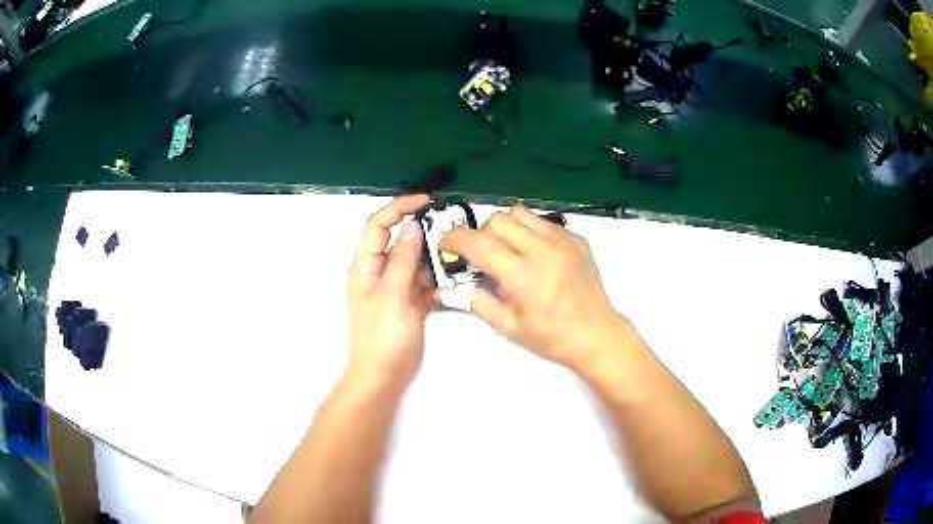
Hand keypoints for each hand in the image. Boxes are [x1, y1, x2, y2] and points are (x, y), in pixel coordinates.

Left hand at [346, 195, 434, 388]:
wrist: (383, 376)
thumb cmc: (382, 337)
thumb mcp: (392, 295)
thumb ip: (403, 260)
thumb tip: (412, 226)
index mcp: (365, 266)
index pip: (378, 225)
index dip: (399, 207)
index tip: (426, 201)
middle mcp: (378, 272)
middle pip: (400, 241)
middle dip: (423, 234)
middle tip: (450, 233)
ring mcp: (395, 287)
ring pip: (415, 261)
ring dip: (433, 259)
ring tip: (456, 258)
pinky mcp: (409, 302)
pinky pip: (424, 282)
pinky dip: (437, 281)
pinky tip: (453, 283)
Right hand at [441, 206, 632, 369]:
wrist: (596, 334)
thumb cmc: (551, 337)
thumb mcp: (507, 326)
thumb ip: (476, 300)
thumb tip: (452, 283)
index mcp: (522, 275)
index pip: (478, 243)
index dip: (455, 239)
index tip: (447, 245)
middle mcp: (542, 250)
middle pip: (497, 219)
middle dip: (481, 233)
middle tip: (483, 255)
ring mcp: (562, 240)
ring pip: (520, 212)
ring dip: (505, 227)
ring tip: (508, 249)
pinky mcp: (576, 238)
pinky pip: (543, 221)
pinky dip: (530, 231)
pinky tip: (535, 254)